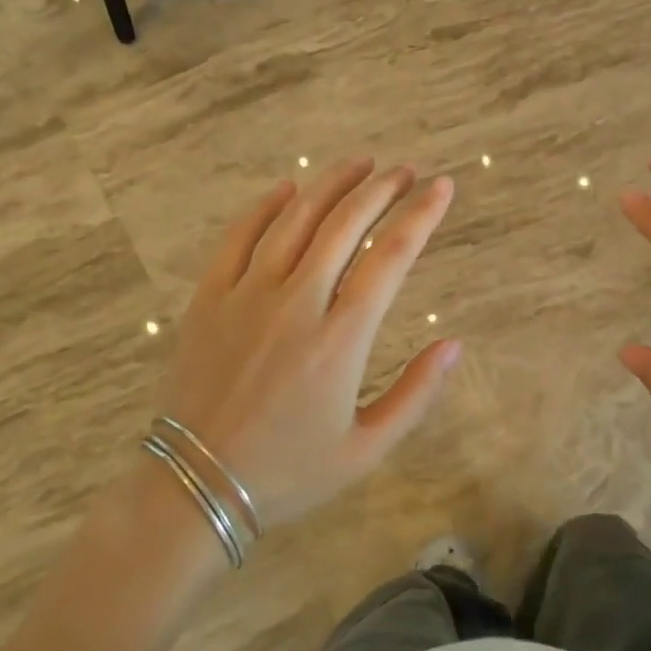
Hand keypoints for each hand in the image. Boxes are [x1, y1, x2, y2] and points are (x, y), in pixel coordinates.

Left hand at [156, 158, 460, 529]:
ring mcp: (247, 295)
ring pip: (296, 220)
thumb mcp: (366, 449)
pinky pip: (240, 236)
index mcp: (340, 339)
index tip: (442, 187)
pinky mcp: (209, 297)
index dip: (421, 215)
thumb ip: (416, 393)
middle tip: (405, 170)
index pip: (390, 257)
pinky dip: (266, 207)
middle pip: (346, 225)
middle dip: (381, 189)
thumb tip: (454, 345)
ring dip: (331, 185)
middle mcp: (297, 303)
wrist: (196, 486)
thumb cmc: (289, 472)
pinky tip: (288, 189)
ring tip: (360, 164)